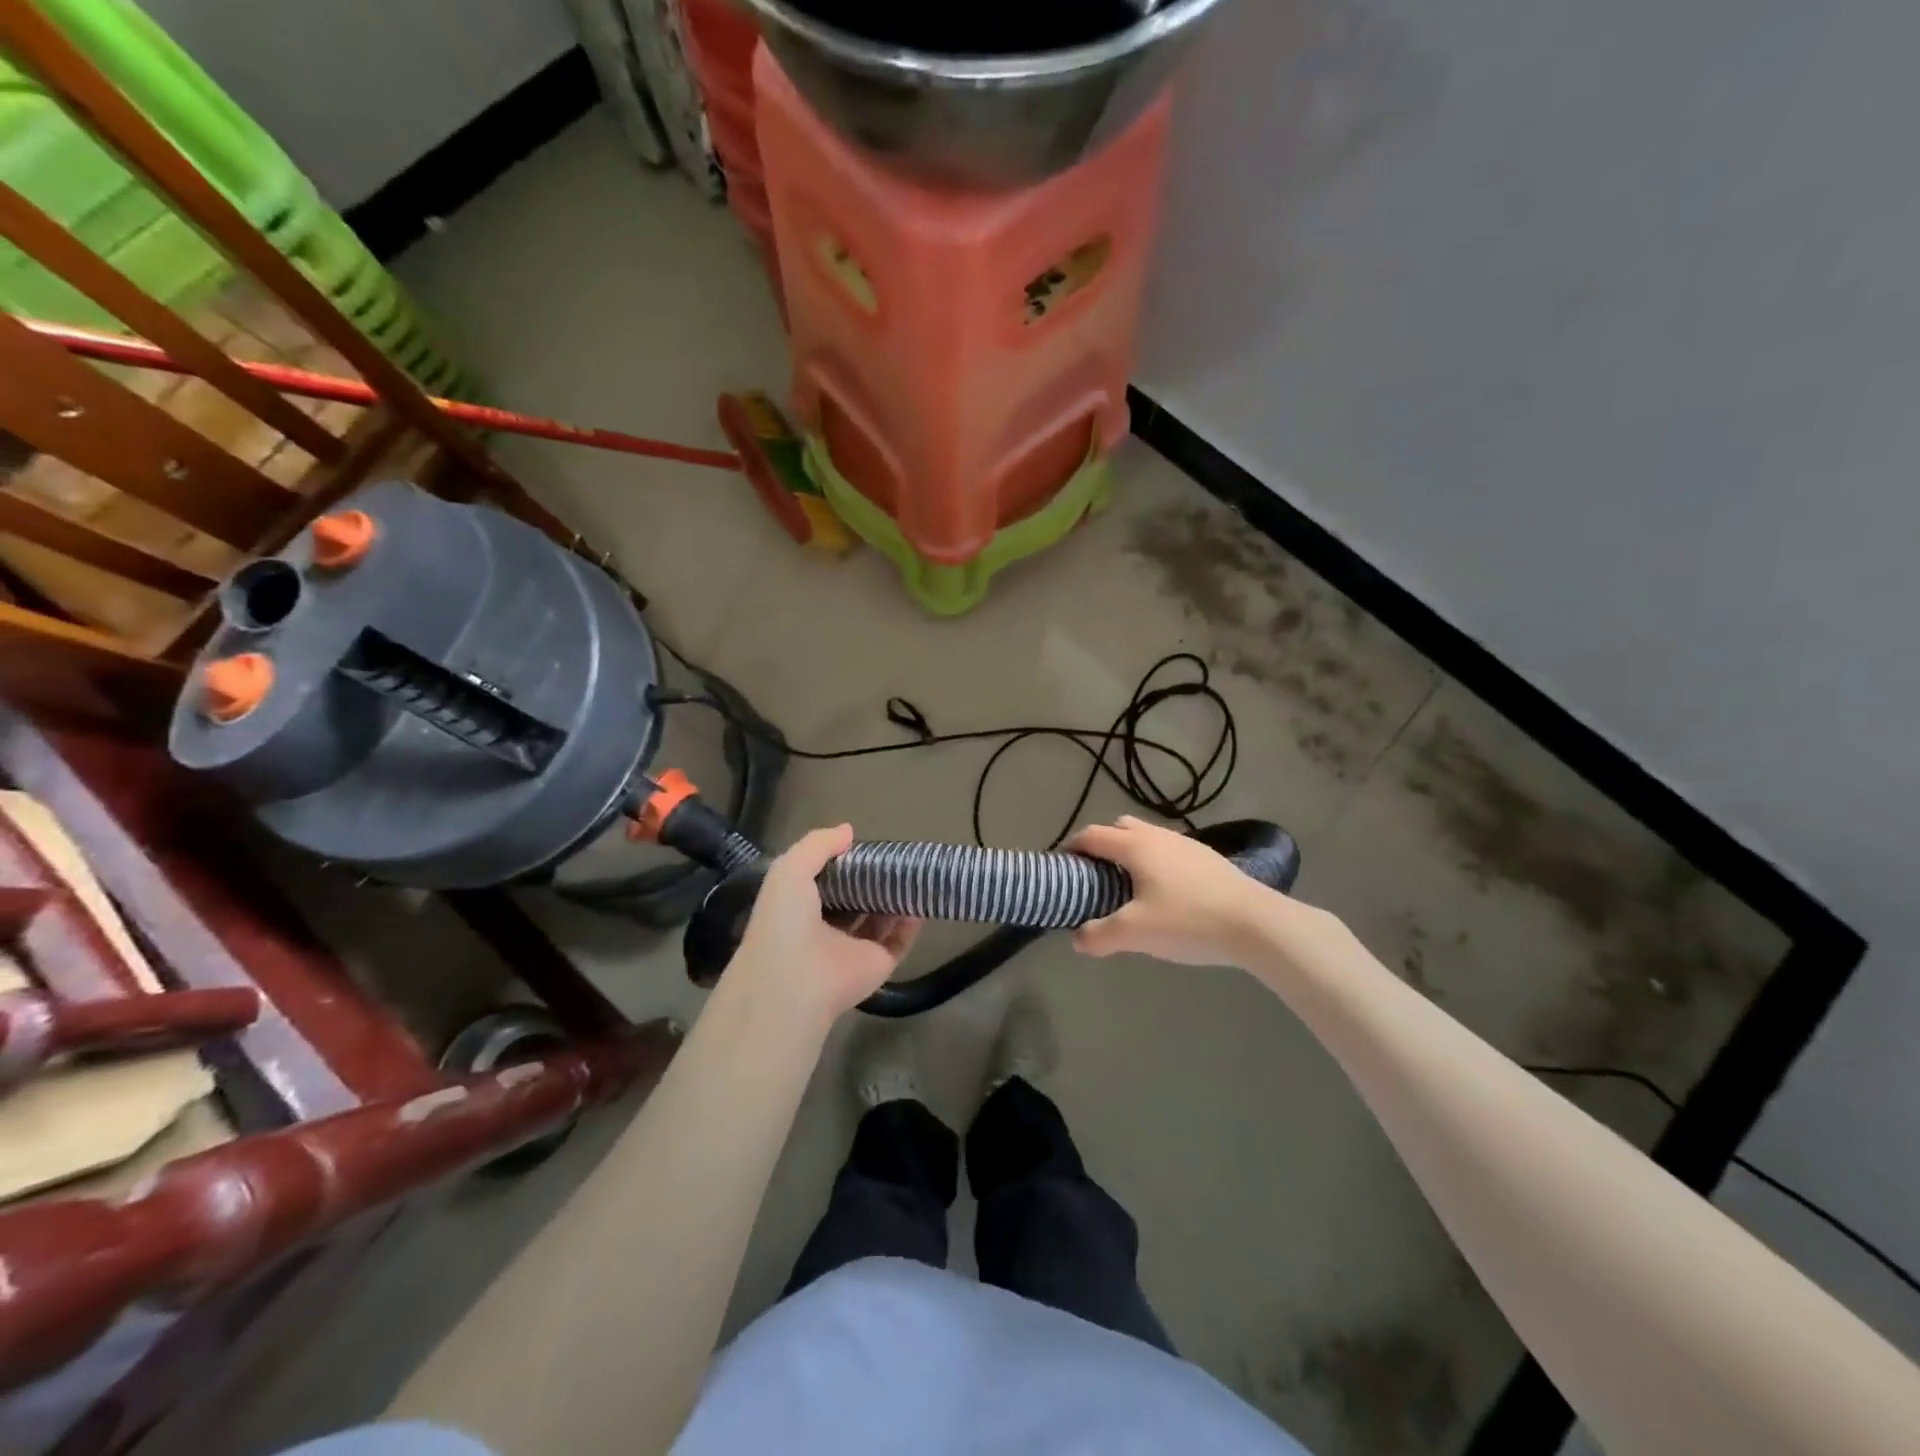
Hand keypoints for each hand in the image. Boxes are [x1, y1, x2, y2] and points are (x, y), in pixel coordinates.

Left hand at [727, 825, 920, 1023]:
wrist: (795, 979)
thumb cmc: (785, 921)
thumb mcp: (790, 869)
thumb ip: (817, 845)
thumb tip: (849, 830)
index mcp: (801, 908)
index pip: (828, 882)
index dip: (844, 863)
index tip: (864, 845)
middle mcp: (827, 929)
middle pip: (858, 901)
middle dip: (874, 881)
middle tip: (895, 857)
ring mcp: (854, 949)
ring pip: (881, 921)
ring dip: (896, 900)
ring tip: (914, 874)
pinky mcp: (878, 964)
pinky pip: (900, 941)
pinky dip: (911, 923)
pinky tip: (921, 900)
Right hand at [1068, 815, 1278, 967]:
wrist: (1257, 924)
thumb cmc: (1189, 921)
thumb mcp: (1136, 933)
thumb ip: (1099, 935)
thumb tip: (1077, 938)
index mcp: (1135, 846)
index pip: (1092, 835)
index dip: (1072, 847)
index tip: (1062, 866)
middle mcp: (1158, 836)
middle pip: (1120, 828)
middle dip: (1102, 846)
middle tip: (1095, 877)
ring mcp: (1187, 845)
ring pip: (1148, 838)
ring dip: (1131, 854)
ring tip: (1130, 888)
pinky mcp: (1208, 859)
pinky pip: (1169, 852)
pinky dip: (1156, 864)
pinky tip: (1166, 895)